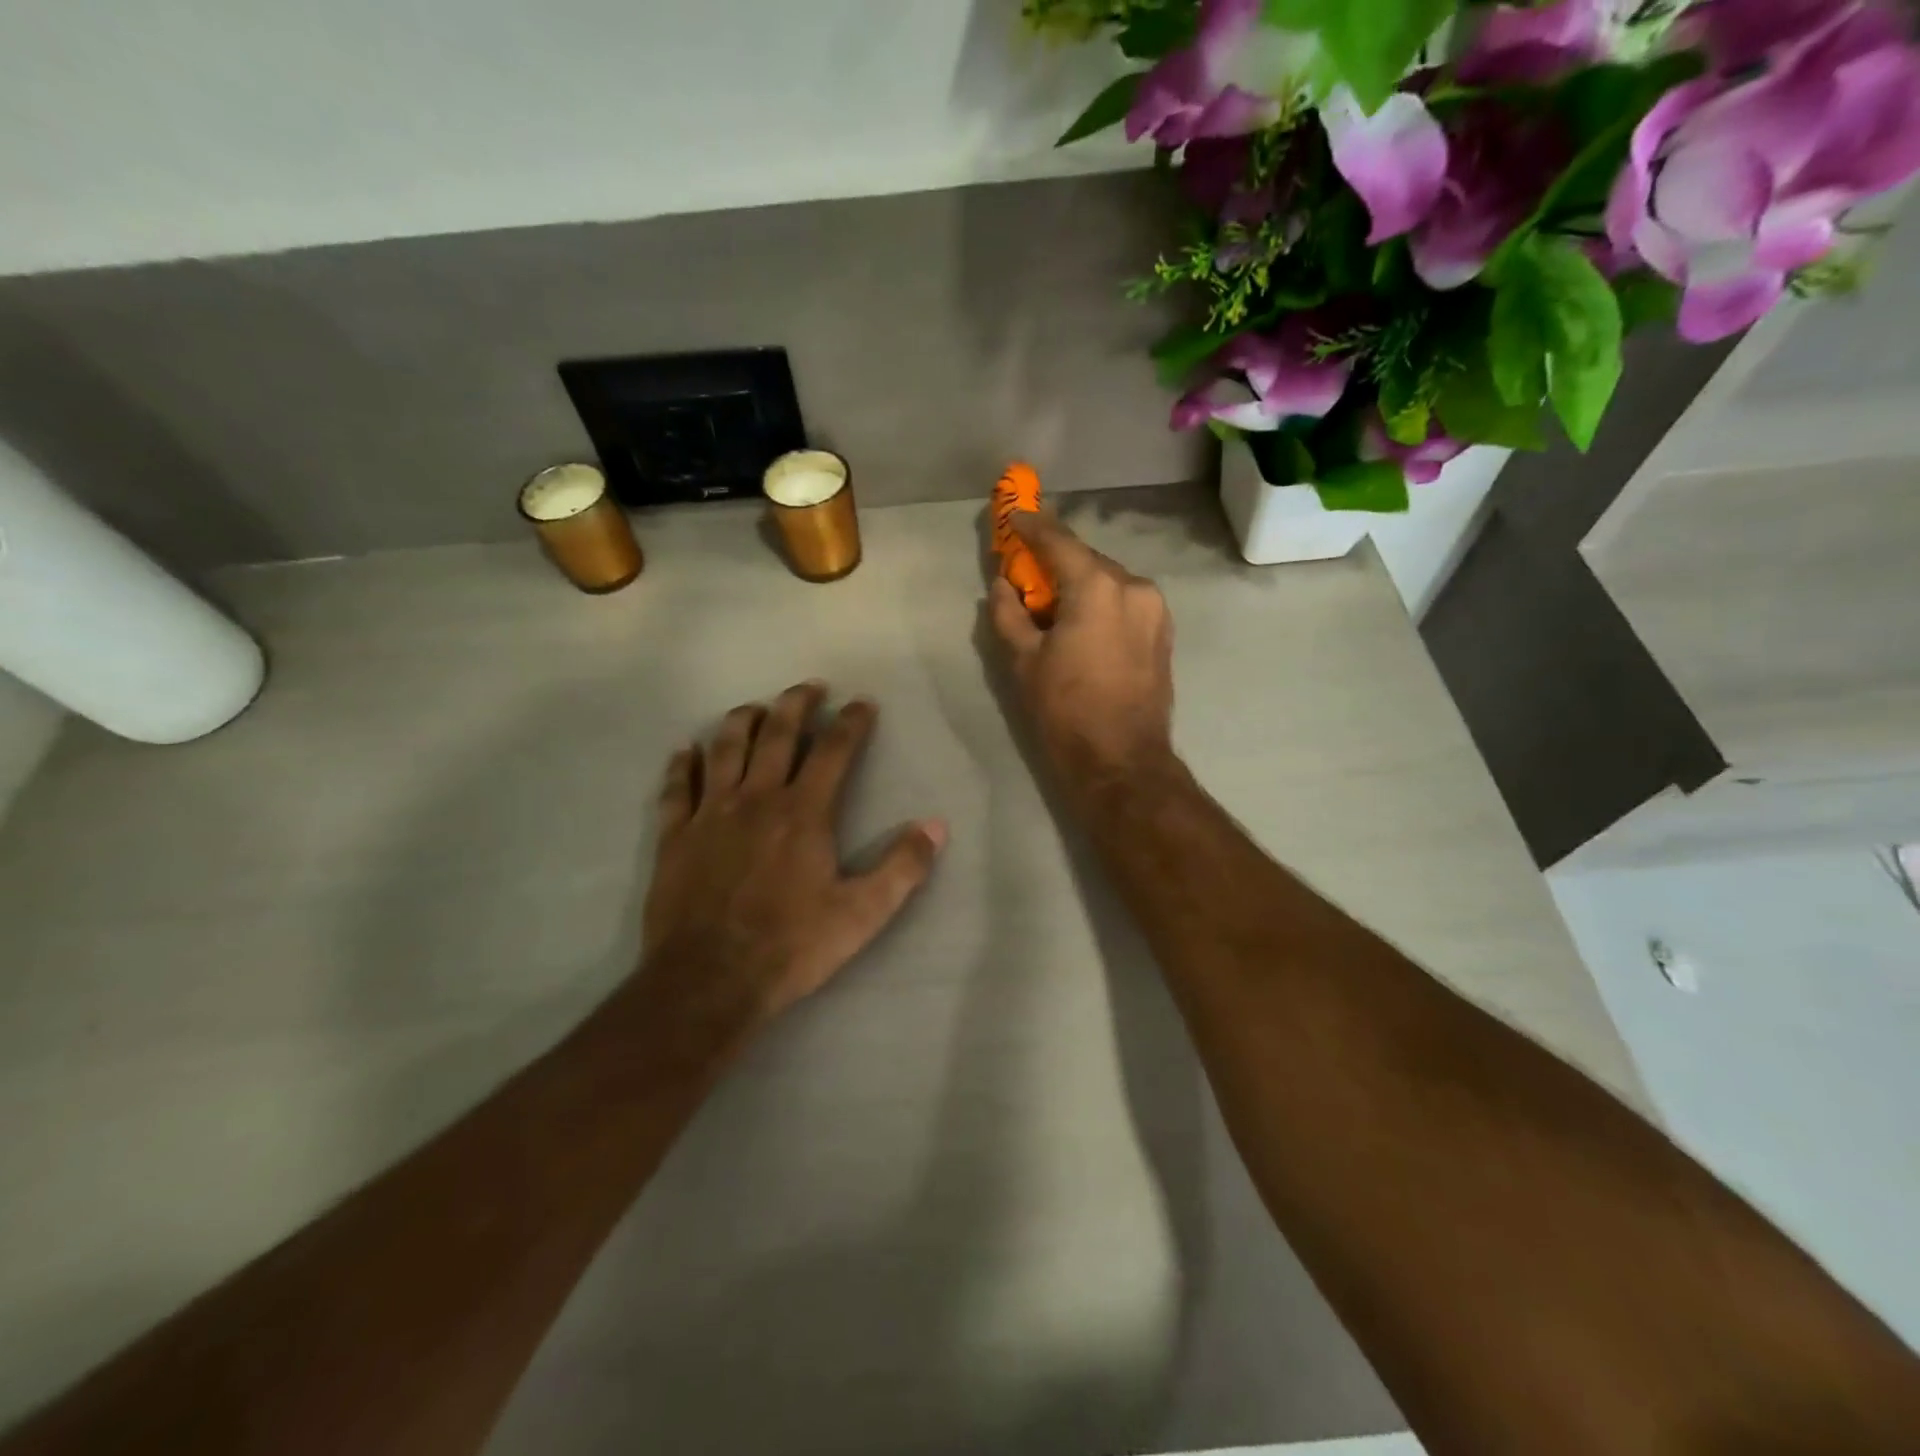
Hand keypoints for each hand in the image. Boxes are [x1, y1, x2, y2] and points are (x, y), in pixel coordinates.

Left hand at [639, 683, 946, 1040]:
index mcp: (804, 812)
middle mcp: (757, 799)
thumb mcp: (862, 913)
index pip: (833, 750)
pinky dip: (682, 764)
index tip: (862, 703)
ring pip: (725, 749)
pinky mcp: (675, 836)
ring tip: (755, 707)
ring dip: (742, 720)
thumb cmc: (792, 946)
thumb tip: (936, 826)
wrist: (709, 980)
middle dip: (796, 704)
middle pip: (777, 735)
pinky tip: (686, 750)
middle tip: (809, 687)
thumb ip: (902, 867)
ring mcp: (711, 814)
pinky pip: (677, 787)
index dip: (851, 722)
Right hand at [988, 512, 1176, 791]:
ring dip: (1080, 586)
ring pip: (1108, 583)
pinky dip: (1100, 604)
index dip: (1033, 526)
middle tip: (1027, 573)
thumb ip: (1008, 614)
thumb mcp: (1023, 662)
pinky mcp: (1162, 634)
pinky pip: (1124, 604)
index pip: (1060, 542)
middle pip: (1087, 561)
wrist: (1121, 762)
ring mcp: (1155, 610)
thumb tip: (1002, 586)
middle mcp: (1134, 587)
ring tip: (1053, 609)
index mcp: (1098, 587)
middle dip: (1056, 563)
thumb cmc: (1065, 711)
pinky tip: (1081, 626)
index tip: (1014, 515)